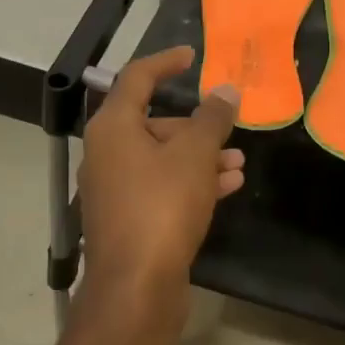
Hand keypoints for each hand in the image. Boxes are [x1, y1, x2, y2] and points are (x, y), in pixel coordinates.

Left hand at [80, 47, 243, 292]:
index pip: (136, 78)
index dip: (165, 63)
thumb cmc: (162, 207)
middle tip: (229, 129)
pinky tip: (226, 188)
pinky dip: (191, 182)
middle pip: (153, 123)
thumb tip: (225, 91)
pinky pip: (162, 187)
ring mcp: (115, 188)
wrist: (136, 287)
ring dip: (200, 157)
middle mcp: (107, 153)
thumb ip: (212, 119)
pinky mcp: (128, 218)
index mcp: (113, 127)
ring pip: (162, 159)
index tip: (192, 57)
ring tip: (238, 165)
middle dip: (196, 125)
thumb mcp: (195, 156)